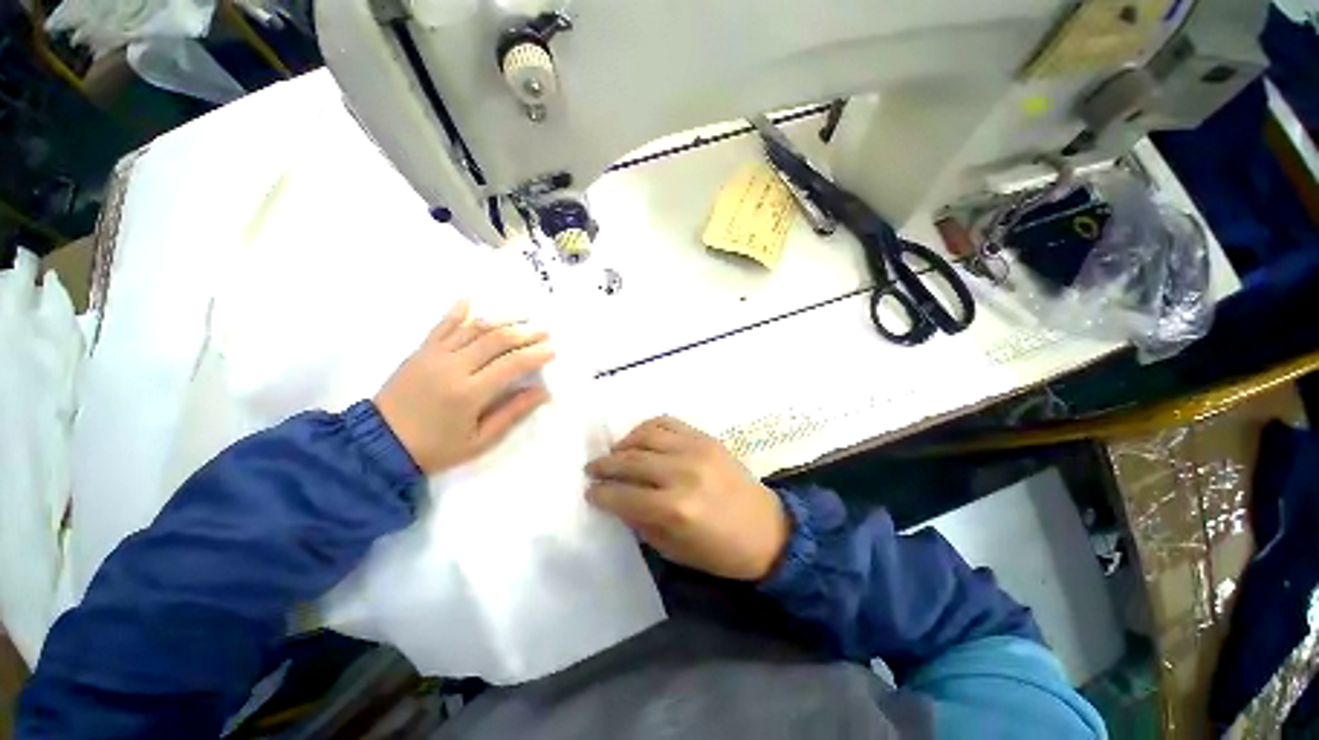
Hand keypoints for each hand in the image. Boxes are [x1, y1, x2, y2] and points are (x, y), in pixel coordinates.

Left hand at [374, 300, 553, 473]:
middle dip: (525, 333)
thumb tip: (541, 392)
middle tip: (544, 332)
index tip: (552, 350)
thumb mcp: (479, 441)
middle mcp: (453, 367)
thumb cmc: (435, 448)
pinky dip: (457, 310)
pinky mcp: (420, 351)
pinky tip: (471, 298)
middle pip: (496, 340)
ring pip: (473, 328)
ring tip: (523, 317)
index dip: (535, 355)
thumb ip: (511, 413)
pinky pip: (441, 325)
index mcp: (469, 393)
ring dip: (502, 320)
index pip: (511, 364)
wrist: (379, 443)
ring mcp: (434, 355)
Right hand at [586, 416, 789, 580]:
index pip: (623, 494)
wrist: (767, 530)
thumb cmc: (720, 551)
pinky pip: (668, 422)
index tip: (589, 491)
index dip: (601, 493)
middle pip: (630, 460)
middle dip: (605, 465)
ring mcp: (696, 449)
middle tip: (591, 469)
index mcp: (675, 508)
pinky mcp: (706, 438)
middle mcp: (682, 472)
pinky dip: (648, 427)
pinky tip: (640, 439)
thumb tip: (617, 500)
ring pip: (646, 435)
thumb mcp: (674, 549)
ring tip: (615, 453)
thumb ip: (641, 521)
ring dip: (623, 443)